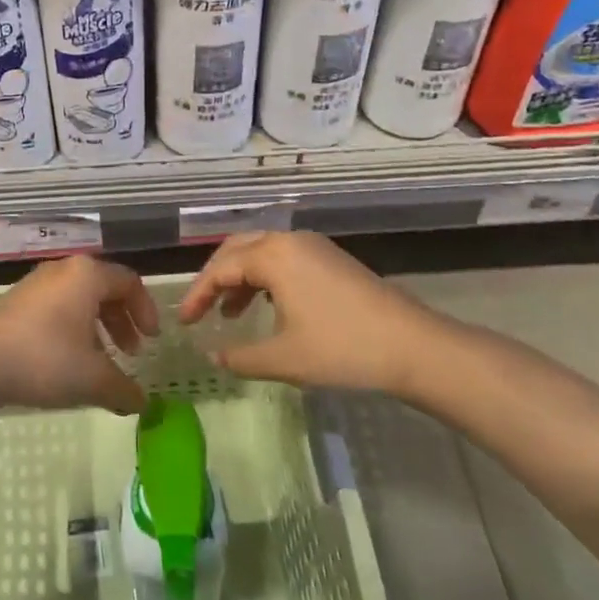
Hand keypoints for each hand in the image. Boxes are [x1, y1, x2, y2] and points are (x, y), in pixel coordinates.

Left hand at [0, 256, 157, 415]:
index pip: (130, 283)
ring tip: (102, 361)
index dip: (146, 311)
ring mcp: (37, 283)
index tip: (152, 341)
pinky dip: (73, 328)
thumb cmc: (46, 360)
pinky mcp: (17, 301)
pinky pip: (58, 307)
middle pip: (104, 288)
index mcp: (87, 275)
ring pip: (79, 299)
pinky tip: (70, 361)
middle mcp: (64, 270)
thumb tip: (143, 403)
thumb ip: (125, 389)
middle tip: (131, 352)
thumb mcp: (94, 379)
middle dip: (122, 321)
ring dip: (98, 327)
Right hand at [177, 231, 464, 399]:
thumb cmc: (342, 349)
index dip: (197, 294)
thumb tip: (212, 355)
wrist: (414, 347)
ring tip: (230, 314)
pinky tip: (266, 308)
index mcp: (273, 255)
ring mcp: (314, 247)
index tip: (184, 322)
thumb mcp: (283, 358)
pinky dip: (264, 279)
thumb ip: (240, 357)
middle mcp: (290, 240)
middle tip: (200, 309)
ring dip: (240, 279)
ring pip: (261, 252)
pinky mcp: (331, 259)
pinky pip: (284, 259)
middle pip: (237, 249)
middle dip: (214, 278)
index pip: (220, 268)